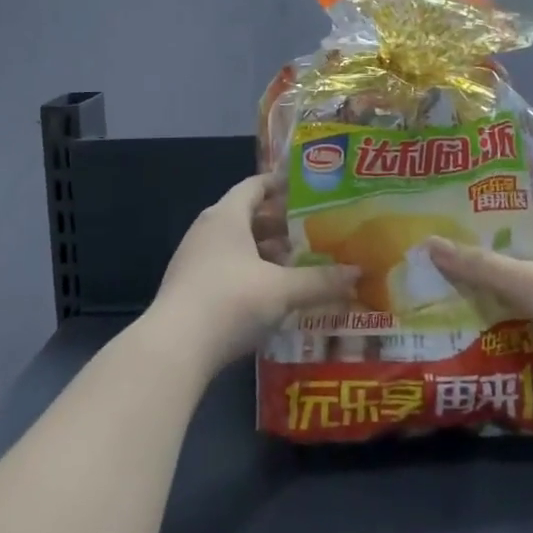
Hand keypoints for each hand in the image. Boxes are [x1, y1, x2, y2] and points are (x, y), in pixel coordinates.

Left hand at [146, 176, 358, 372]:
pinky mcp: (190, 287)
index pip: (255, 186)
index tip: (308, 188)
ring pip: (237, 244)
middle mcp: (208, 229)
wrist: (174, 347)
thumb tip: (358, 272)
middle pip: (248, 215)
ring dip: (266, 251)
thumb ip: (320, 281)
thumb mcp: (282, 290)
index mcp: (227, 215)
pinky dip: (252, 271)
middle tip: (314, 229)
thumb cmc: (230, 301)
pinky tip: (273, 292)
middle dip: (280, 223)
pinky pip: (228, 267)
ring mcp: (195, 259)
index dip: (281, 184)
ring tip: (299, 261)